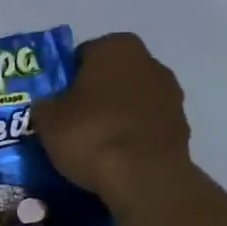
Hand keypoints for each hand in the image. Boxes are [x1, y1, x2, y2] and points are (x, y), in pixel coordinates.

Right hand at [36, 33, 192, 207]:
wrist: (144, 178)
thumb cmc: (91, 134)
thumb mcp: (47, 119)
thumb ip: (45, 105)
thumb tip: (48, 108)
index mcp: (116, 47)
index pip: (82, 55)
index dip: (65, 79)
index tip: (55, 103)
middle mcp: (149, 62)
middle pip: (111, 77)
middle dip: (94, 95)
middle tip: (72, 122)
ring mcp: (171, 95)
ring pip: (131, 101)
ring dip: (116, 115)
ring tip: (94, 145)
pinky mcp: (182, 127)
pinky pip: (146, 126)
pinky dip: (133, 136)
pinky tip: (117, 158)